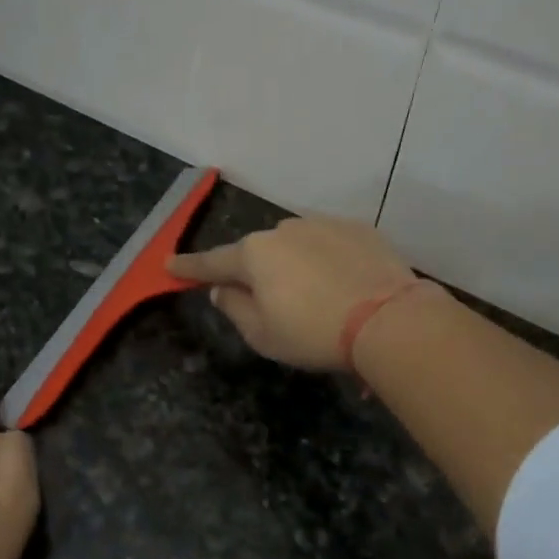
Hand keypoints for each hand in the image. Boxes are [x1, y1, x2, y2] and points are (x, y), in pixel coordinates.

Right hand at [170, 216, 416, 371]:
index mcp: (254, 255)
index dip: (189, 267)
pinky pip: (329, 244)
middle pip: (258, 253)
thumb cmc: (314, 333)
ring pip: (295, 246)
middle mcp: (284, 230)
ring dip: (295, 266)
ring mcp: (323, 224)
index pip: (212, 262)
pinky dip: (327, 262)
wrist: (389, 319)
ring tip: (315, 298)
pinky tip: (342, 285)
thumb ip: (234, 308)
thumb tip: (222, 289)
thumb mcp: (263, 334)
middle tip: (269, 303)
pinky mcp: (358, 228)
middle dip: (256, 273)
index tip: (169, 265)